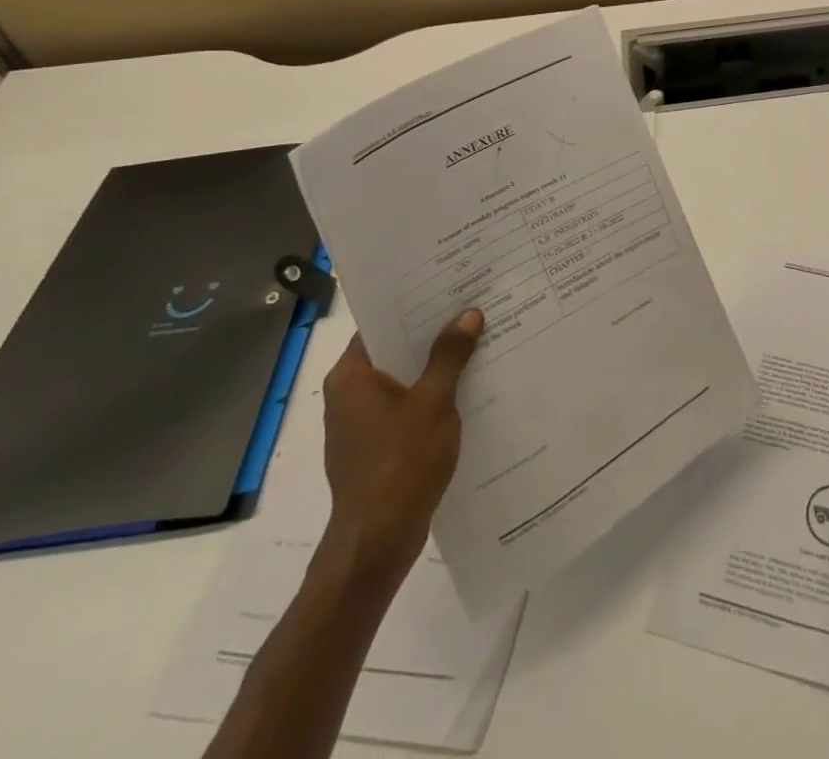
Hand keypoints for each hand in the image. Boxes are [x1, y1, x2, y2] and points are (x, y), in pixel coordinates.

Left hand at [318, 310, 482, 583]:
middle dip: (432, 334)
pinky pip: (407, 406)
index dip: (414, 304)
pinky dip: (432, 395)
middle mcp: (349, 395)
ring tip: (478, 342)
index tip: (448, 286)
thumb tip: (468, 314)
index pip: (380, 324)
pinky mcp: (377, 447)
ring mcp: (361, 424)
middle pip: (394, 350)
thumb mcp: (433, 402)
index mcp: (351, 377)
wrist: (377, 542)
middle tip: (473, 308)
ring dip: (436, 366)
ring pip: (404, 380)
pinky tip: (468, 389)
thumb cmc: (400, 464)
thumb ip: (449, 356)